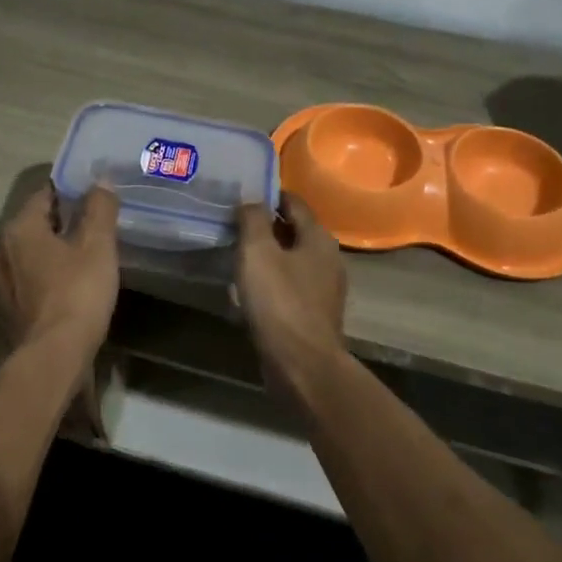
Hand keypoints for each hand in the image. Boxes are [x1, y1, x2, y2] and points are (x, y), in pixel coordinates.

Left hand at [0, 184, 121, 364]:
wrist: (55, 355)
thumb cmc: (77, 292)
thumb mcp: (98, 245)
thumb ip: (100, 208)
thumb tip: (101, 181)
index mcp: (20, 228)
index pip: (45, 195)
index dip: (71, 190)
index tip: (95, 194)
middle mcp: (3, 250)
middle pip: (37, 223)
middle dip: (64, 220)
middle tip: (96, 221)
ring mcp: (3, 282)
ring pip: (34, 252)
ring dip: (56, 249)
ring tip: (87, 251)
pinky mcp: (11, 308)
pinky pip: (33, 278)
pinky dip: (50, 274)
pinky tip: (73, 281)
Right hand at [235, 193, 349, 393]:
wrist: (302, 365)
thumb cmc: (279, 302)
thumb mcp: (258, 251)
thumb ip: (253, 218)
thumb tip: (251, 199)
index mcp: (319, 238)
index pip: (294, 202)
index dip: (268, 196)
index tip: (241, 198)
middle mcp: (328, 259)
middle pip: (294, 232)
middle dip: (265, 227)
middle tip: (233, 228)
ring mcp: (324, 289)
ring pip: (291, 261)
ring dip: (266, 258)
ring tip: (236, 260)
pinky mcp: (314, 315)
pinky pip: (289, 288)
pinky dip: (270, 284)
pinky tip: (247, 294)